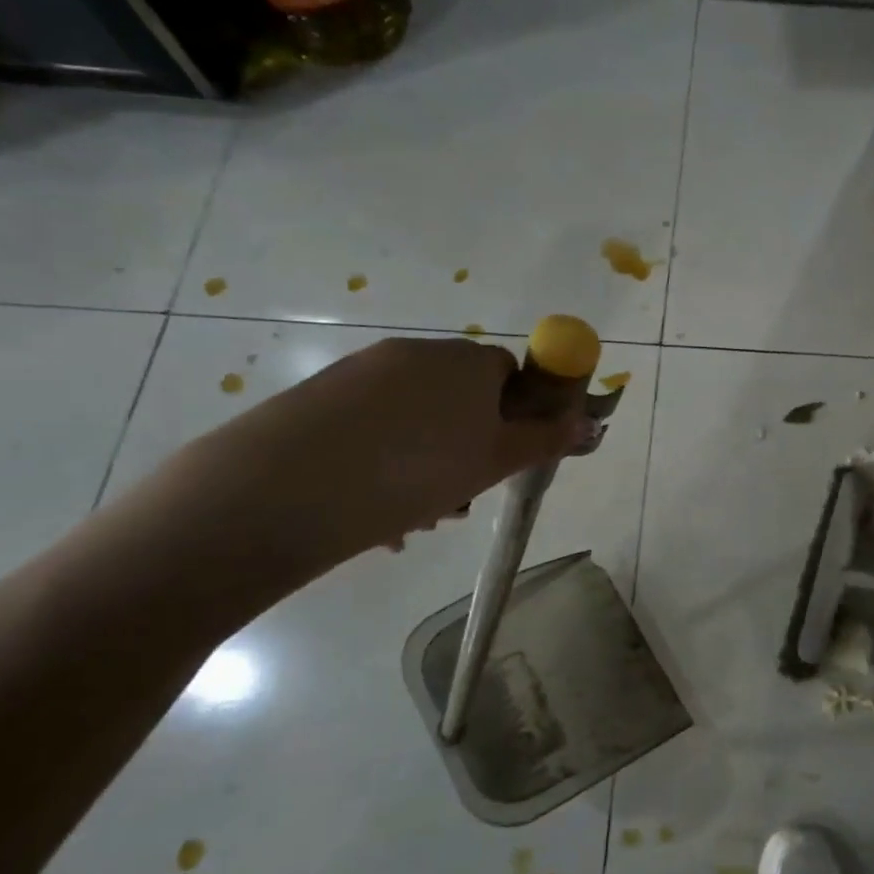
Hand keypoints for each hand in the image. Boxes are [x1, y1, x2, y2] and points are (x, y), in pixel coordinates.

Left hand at [181, 337, 591, 563]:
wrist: (284, 490)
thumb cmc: (415, 472)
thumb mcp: (495, 462)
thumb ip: (545, 440)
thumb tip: (589, 422)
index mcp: (465, 361)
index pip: (508, 373)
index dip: (514, 416)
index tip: (503, 457)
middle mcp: (414, 355)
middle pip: (460, 398)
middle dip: (468, 447)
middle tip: (459, 498)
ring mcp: (361, 373)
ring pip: (415, 420)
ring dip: (427, 463)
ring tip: (413, 518)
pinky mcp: (317, 399)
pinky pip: (372, 428)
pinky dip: (383, 462)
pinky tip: (372, 512)